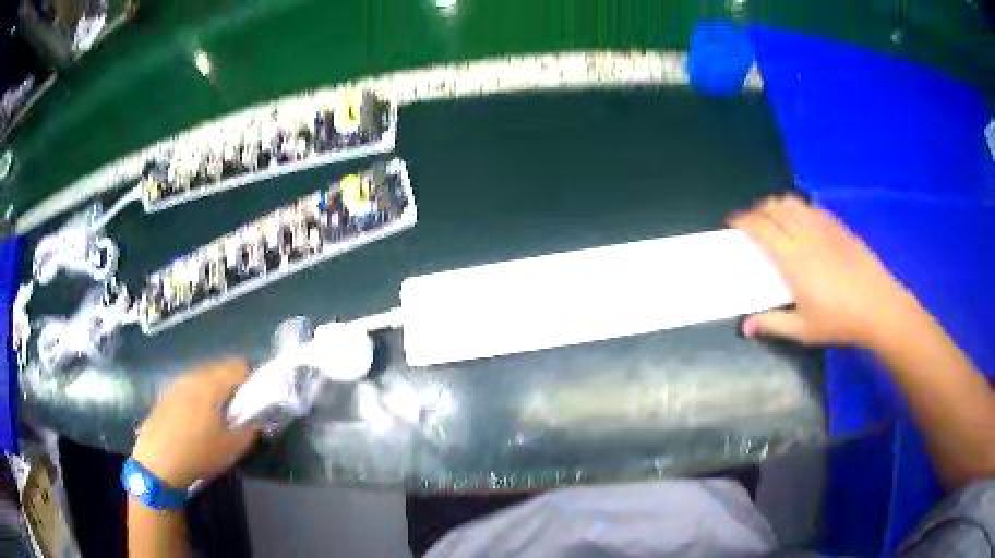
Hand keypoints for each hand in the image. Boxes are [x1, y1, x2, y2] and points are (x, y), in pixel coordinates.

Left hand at [132, 360, 258, 488]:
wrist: (157, 462)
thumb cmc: (198, 453)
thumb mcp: (232, 447)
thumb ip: (250, 428)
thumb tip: (259, 417)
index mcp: (211, 383)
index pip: (239, 365)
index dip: (252, 381)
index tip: (255, 402)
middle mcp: (192, 375)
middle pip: (219, 369)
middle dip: (232, 387)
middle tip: (237, 413)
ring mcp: (176, 383)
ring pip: (202, 378)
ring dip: (214, 392)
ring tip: (216, 419)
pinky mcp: (165, 394)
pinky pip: (188, 388)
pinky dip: (197, 398)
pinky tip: (195, 423)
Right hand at [729, 194, 914, 347]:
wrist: (877, 305)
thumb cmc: (838, 320)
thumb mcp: (803, 329)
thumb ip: (773, 323)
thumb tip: (745, 327)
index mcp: (792, 259)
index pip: (761, 228)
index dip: (743, 221)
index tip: (732, 223)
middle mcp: (804, 235)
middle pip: (774, 209)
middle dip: (757, 211)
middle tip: (751, 223)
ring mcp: (823, 227)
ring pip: (792, 203)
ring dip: (777, 206)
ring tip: (773, 218)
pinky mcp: (837, 227)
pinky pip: (810, 208)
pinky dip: (797, 208)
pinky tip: (800, 221)